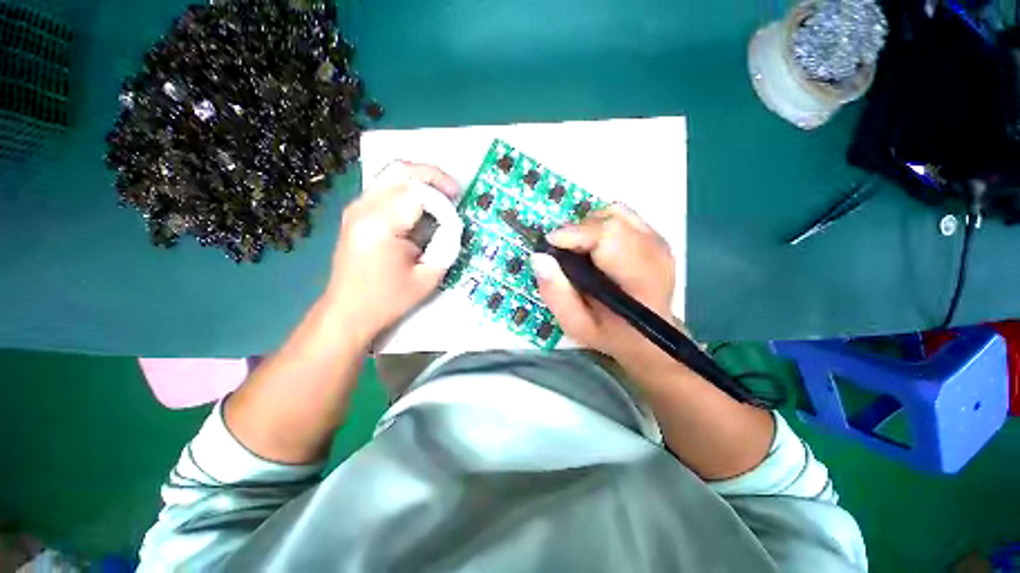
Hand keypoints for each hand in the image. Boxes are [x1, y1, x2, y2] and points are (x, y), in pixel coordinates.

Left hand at [325, 161, 459, 346]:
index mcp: (380, 225)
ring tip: (441, 198)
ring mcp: (356, 207)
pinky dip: (408, 189)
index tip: (456, 216)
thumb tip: (453, 224)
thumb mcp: (428, 277)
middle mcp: (364, 207)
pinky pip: (385, 186)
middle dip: (433, 176)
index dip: (443, 201)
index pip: (418, 193)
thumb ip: (446, 245)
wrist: (347, 311)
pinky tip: (422, 206)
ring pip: (392, 173)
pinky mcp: (356, 212)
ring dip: (421, 180)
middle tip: (453, 192)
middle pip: (401, 170)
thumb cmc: (387, 300)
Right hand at [532, 204, 676, 365]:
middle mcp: (655, 254)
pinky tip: (595, 246)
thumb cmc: (611, 334)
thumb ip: (556, 294)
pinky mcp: (656, 237)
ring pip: (616, 213)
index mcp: (640, 280)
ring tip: (579, 251)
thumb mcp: (576, 324)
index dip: (575, 233)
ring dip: (589, 227)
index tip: (550, 243)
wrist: (648, 338)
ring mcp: (659, 242)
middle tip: (564, 253)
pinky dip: (602, 223)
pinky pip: (623, 215)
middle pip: (611, 220)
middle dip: (578, 231)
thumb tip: (539, 257)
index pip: (609, 237)